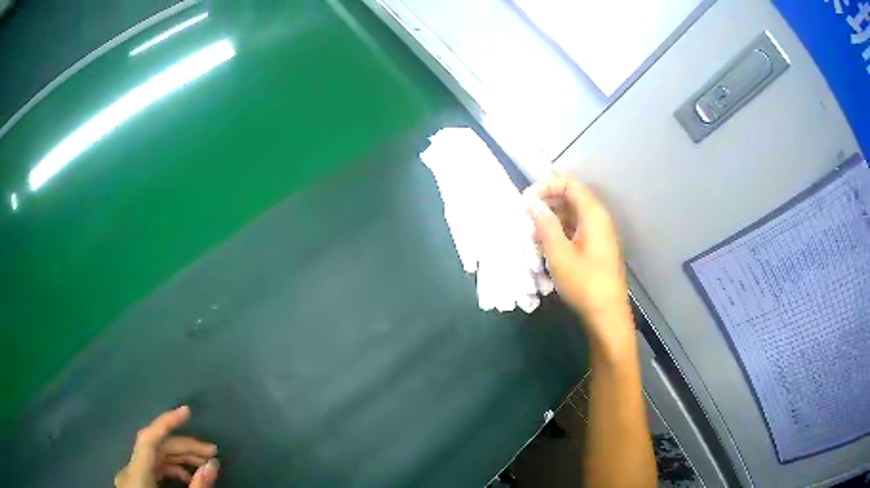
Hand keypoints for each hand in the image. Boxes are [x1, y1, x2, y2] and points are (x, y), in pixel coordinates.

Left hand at [115, 406, 219, 487]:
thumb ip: (197, 487)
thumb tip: (213, 464)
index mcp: (136, 474)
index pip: (149, 438)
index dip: (167, 422)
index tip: (187, 411)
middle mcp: (130, 470)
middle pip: (155, 448)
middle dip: (184, 447)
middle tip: (212, 452)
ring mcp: (131, 477)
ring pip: (154, 458)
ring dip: (179, 459)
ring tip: (204, 466)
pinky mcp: (135, 484)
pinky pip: (152, 469)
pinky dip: (170, 470)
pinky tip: (186, 478)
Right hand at [524, 174, 631, 342]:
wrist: (607, 315)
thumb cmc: (584, 283)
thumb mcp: (559, 253)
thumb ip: (545, 224)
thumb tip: (531, 203)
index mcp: (593, 214)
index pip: (569, 184)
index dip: (545, 186)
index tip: (526, 201)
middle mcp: (598, 219)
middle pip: (571, 197)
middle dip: (546, 203)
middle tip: (525, 217)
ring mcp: (599, 234)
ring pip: (572, 215)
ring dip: (550, 219)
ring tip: (531, 233)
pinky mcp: (596, 248)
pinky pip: (575, 230)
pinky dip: (559, 232)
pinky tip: (544, 246)